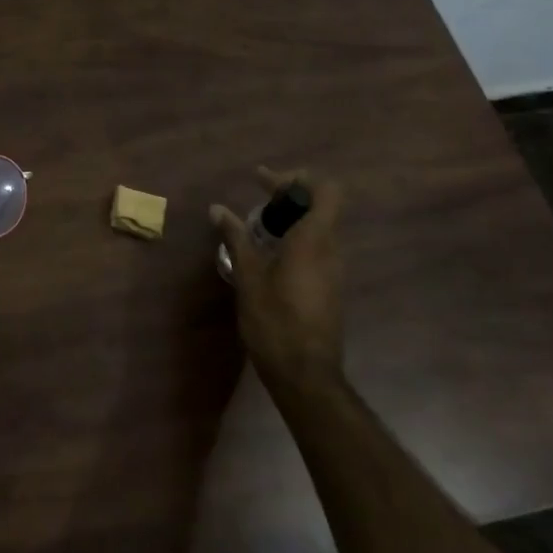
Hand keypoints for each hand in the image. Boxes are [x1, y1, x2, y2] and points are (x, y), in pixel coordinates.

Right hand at [210, 168, 346, 399]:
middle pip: (320, 206)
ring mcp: (334, 270)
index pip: (326, 190)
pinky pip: (316, 249)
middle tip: (256, 201)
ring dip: (291, 220)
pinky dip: (294, 240)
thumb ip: (236, 237)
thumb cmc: (274, 320)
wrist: (305, 374)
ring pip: (318, 229)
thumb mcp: (248, 275)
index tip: (263, 182)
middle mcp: (331, 249)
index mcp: (315, 240)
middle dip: (288, 197)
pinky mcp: (329, 287)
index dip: (297, 178)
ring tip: (257, 228)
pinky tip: (267, 256)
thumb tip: (217, 208)